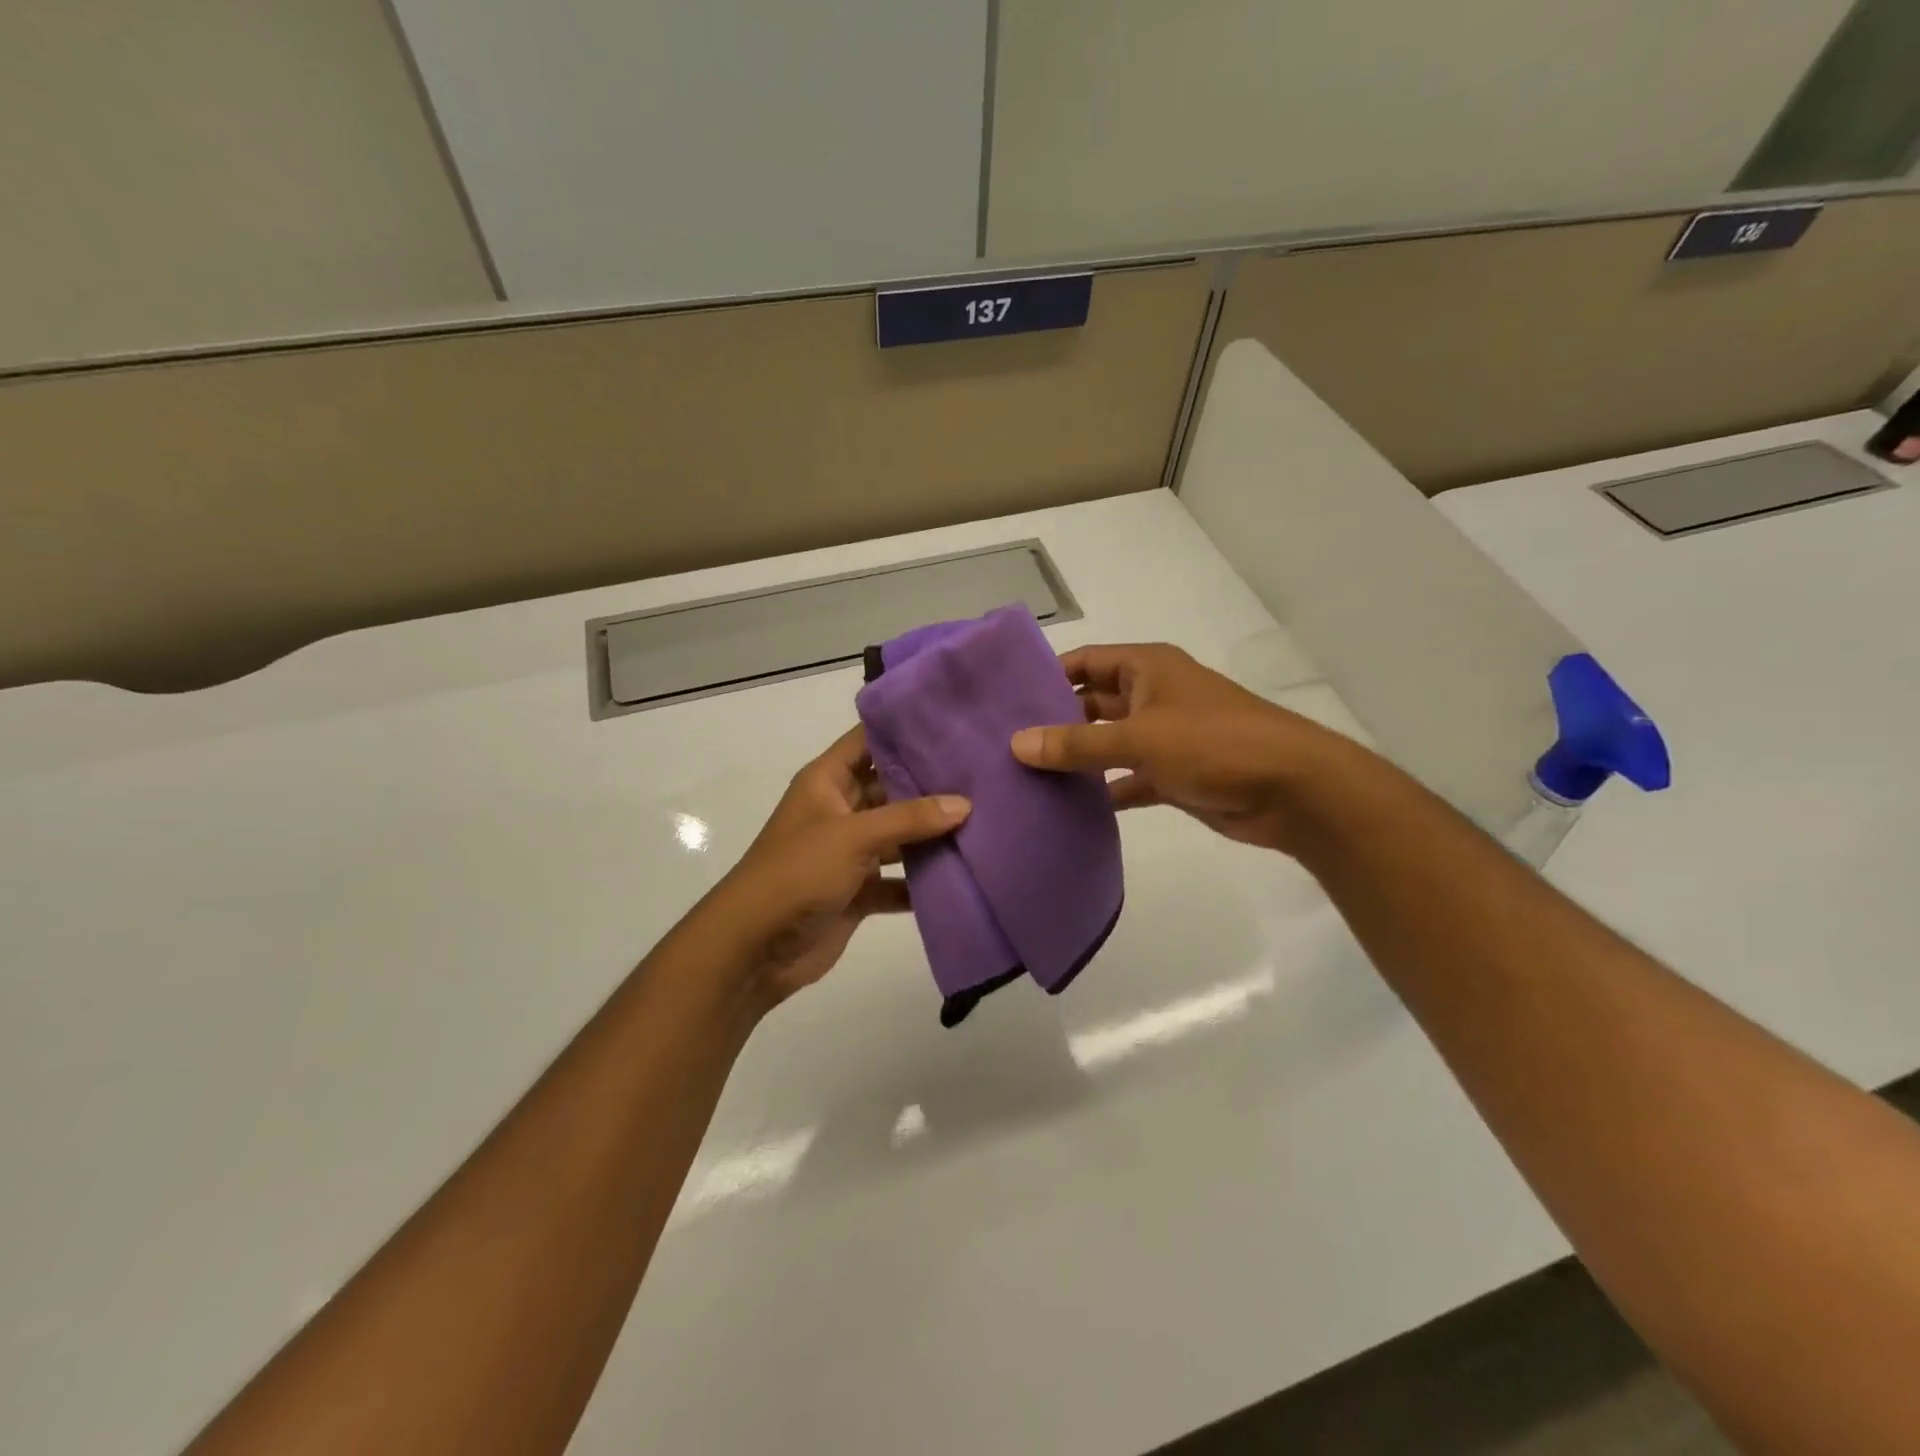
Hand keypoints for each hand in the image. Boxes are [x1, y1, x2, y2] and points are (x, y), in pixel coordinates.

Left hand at [698, 726, 969, 1008]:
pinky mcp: (858, 891)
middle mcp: (840, 810)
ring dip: (932, 835)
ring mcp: (850, 852)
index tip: (951, 722)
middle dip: (931, 785)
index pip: (867, 741)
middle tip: (983, 774)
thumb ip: (910, 818)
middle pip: (891, 789)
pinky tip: (965, 874)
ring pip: (899, 836)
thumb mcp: (853, 835)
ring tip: (986, 820)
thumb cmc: (797, 873)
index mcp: (827, 782)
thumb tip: (964, 803)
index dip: (903, 730)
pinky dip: (923, 881)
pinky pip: (899, 880)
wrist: (754, 948)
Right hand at [1010, 643, 1344, 855]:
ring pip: (1108, 744)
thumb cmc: (1214, 744)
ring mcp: (1164, 738)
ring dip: (1077, 760)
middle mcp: (1152, 696)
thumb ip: (1077, 743)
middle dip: (1055, 722)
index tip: (1005, 698)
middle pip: (1092, 703)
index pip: (1085, 661)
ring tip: (1025, 777)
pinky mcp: (1174, 776)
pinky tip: (1070, 808)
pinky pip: (1128, 780)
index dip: (1048, 675)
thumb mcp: (1139, 738)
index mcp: (1147, 668)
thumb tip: (1016, 743)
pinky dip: (1105, 791)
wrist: (1291, 789)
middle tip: (1005, 745)